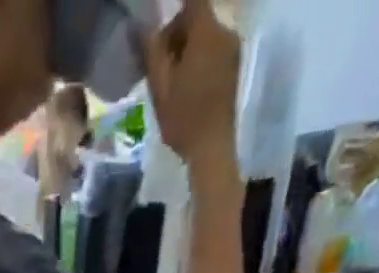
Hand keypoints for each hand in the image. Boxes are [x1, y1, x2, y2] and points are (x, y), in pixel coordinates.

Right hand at [144, 0, 241, 173]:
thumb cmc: (184, 120)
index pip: (191, 0)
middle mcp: (225, 32)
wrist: (213, 151)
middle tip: (160, 64)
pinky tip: (188, 85)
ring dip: (188, 49)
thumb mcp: (160, 88)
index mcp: (206, 31)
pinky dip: (199, 59)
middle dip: (178, 34)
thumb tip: (143, 27)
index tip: (160, 34)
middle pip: (198, 17)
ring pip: (205, 35)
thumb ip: (152, 51)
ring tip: (173, 80)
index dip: (173, 12)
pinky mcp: (235, 67)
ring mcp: (233, 50)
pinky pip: (213, 50)